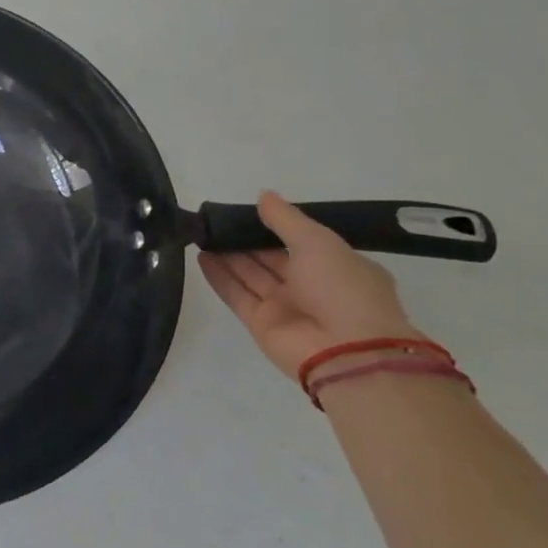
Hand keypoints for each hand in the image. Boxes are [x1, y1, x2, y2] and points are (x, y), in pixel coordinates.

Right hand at [198, 191, 422, 382]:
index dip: (275, 226)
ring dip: (228, 255)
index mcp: (337, 266)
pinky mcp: (261, 324)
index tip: (249, 211)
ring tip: (202, 233)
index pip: (302, 242)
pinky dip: (219, 276)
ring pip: (251, 275)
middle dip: (245, 240)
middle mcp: (312, 287)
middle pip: (271, 258)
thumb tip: (264, 196)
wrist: (347, 352)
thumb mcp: (318, 241)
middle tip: (216, 220)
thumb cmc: (342, 287)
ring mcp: (285, 307)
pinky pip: (237, 294)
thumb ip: (286, 219)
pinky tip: (200, 256)